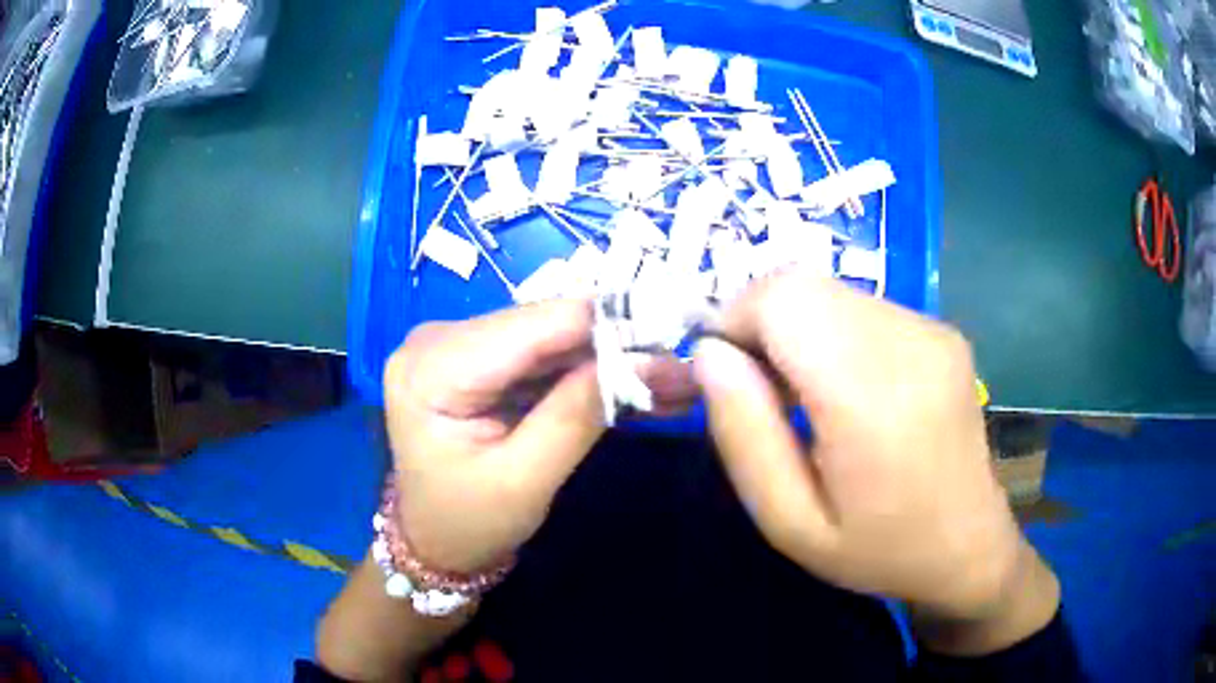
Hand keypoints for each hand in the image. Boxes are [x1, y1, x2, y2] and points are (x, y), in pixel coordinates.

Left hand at [384, 299, 696, 573]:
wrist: (433, 544)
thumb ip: (577, 414)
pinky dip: (589, 376)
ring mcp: (458, 347)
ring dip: (612, 363)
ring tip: (676, 385)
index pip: (533, 324)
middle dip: (618, 348)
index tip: (674, 339)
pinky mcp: (479, 362)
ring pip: (553, 341)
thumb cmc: (468, 524)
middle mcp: (440, 339)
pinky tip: (639, 390)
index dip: (609, 324)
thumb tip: (646, 359)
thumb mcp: (525, 480)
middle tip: (685, 373)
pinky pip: (543, 359)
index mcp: (432, 366)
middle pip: (545, 327)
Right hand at [693, 271, 1056, 648]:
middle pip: (802, 284)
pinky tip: (843, 388)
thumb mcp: (790, 523)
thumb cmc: (877, 550)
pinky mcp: (941, 330)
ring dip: (795, 329)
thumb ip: (744, 437)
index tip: (725, 376)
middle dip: (758, 323)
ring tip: (801, 396)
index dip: (735, 321)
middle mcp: (910, 343)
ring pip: (829, 291)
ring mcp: (932, 330)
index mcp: (873, 398)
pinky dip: (831, 332)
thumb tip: (709, 355)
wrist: (968, 547)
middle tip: (756, 388)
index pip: (784, 299)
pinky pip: (861, 307)